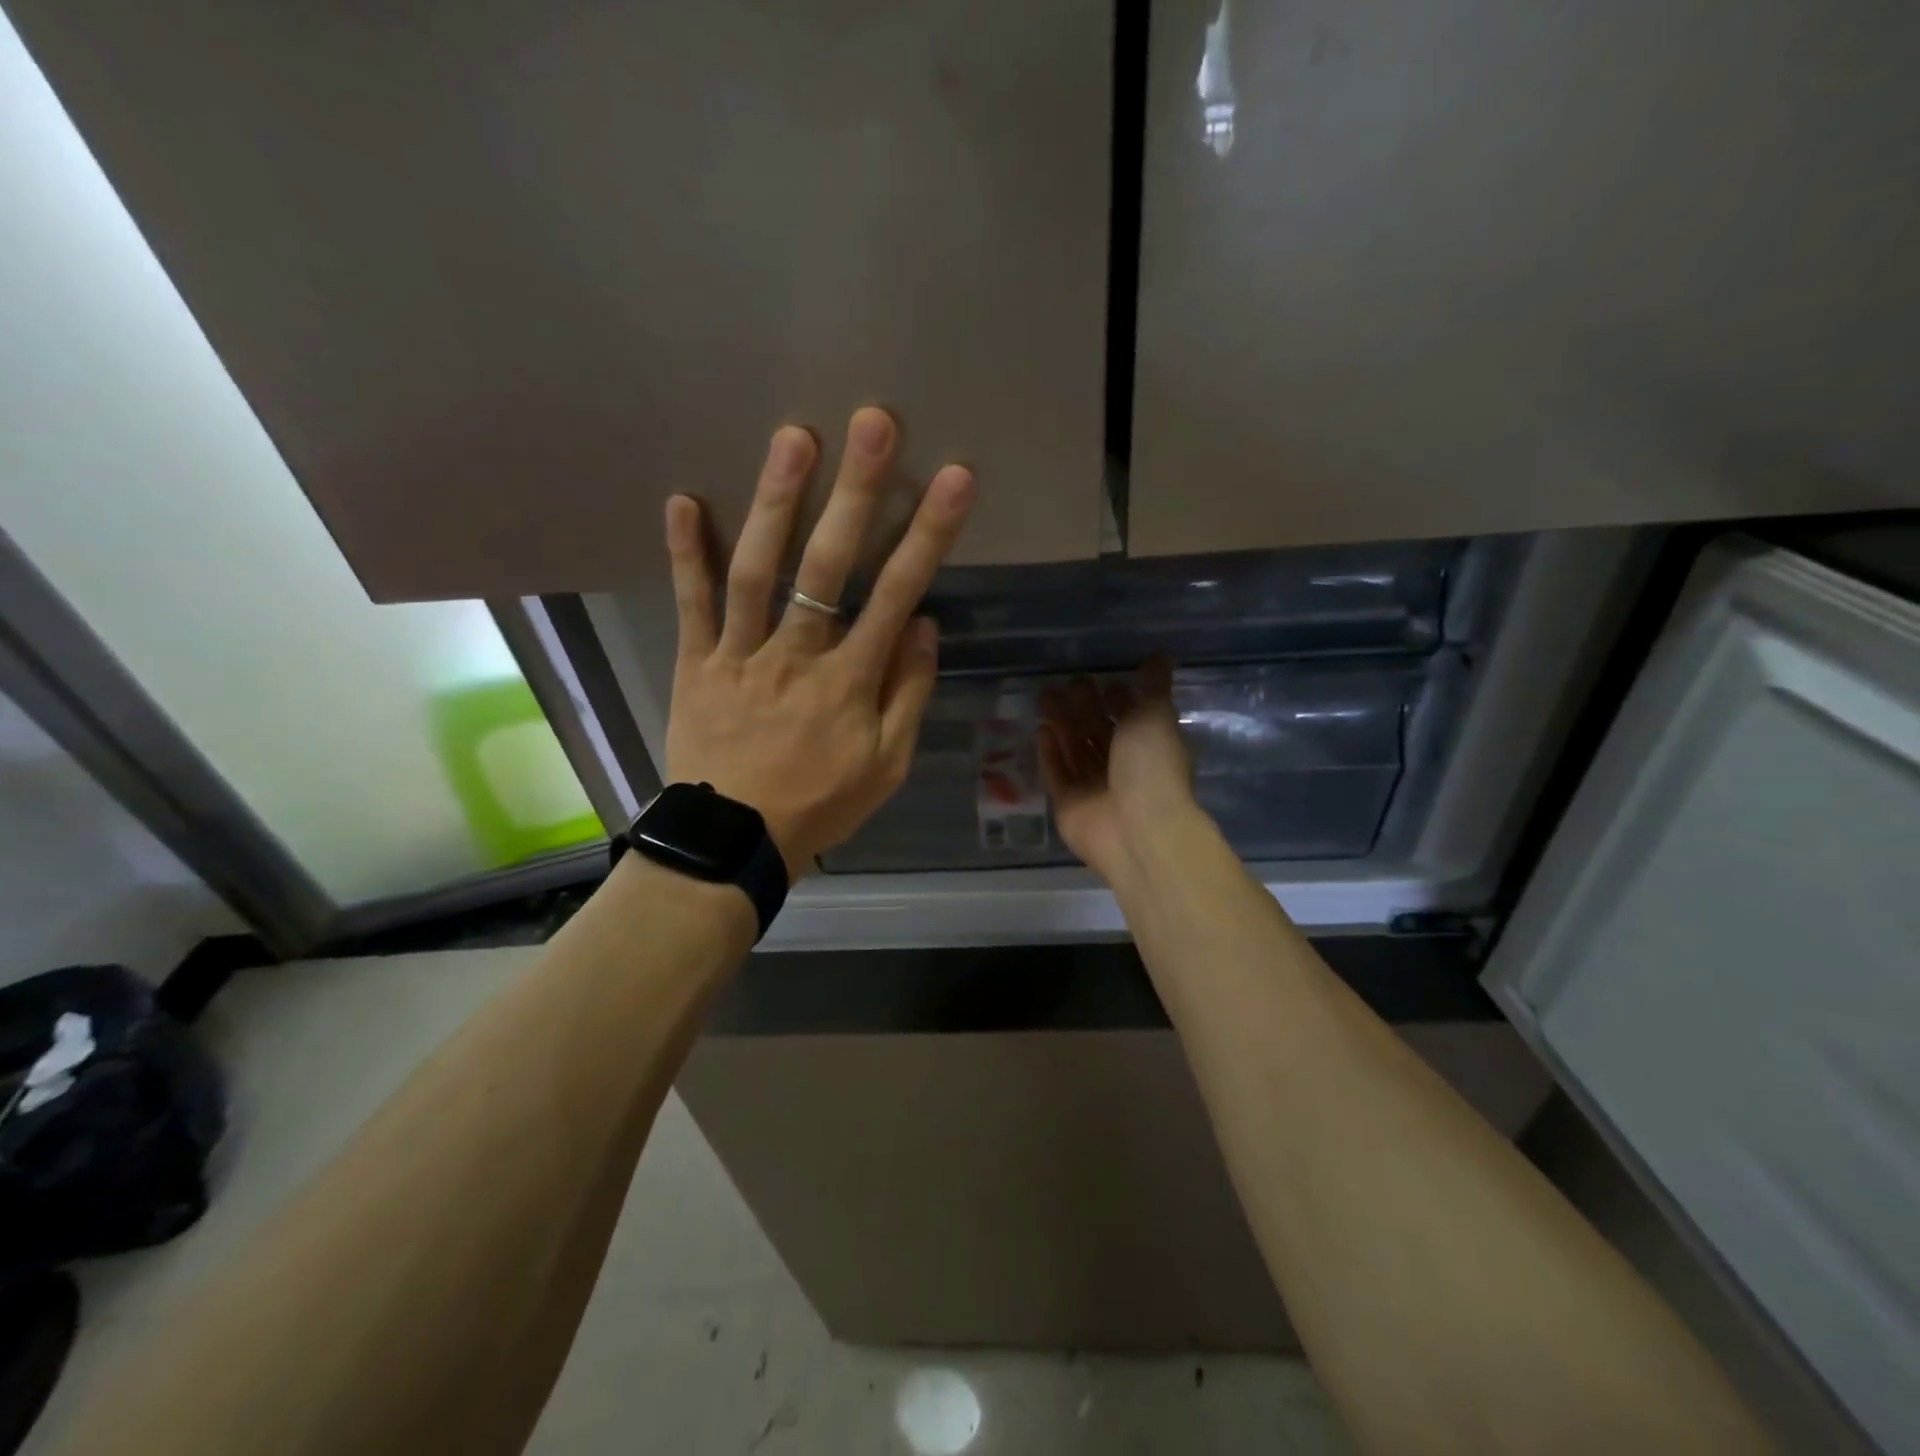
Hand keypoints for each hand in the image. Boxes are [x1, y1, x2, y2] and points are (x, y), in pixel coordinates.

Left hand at [663, 408, 975, 877]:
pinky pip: (691, 604)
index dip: (928, 534)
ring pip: (758, 570)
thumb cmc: (820, 802)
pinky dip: (686, 553)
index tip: (953, 479)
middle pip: (828, 566)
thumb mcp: (887, 765)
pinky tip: (683, 500)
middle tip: (871, 424)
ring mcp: (740, 654)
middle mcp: (797, 654)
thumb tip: (921, 626)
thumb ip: (908, 694)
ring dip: (776, 501)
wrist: (734, 841)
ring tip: (793, 437)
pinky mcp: (697, 663)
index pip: (897, 594)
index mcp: (850, 681)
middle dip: (855, 492)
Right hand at [1038, 658, 1196, 883]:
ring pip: (1075, 750)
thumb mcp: (1155, 717)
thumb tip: (1161, 655)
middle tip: (1064, 682)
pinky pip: (1057, 775)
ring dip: (1062, 725)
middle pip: (1098, 733)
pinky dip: (1050, 754)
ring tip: (1044, 697)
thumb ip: (1153, 687)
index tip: (1101, 678)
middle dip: (1082, 708)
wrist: (1137, 829)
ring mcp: (1095, 789)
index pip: (1131, 718)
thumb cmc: (1151, 767)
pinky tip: (1041, 731)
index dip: (1118, 699)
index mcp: (1150, 748)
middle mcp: (1123, 769)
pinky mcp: (1069, 805)